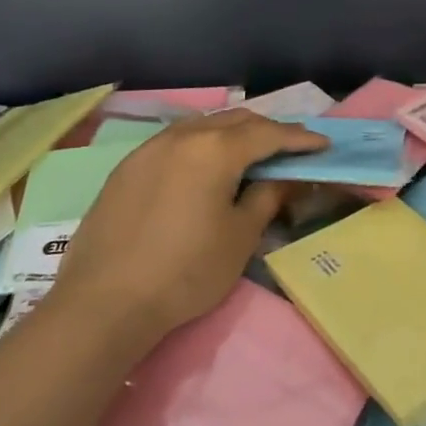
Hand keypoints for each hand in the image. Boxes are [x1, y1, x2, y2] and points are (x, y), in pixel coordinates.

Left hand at [49, 110, 327, 337]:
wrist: (103, 305)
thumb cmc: (185, 272)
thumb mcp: (240, 236)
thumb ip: (268, 196)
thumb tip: (286, 177)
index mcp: (216, 149)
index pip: (269, 134)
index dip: (300, 139)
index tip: (322, 146)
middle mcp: (183, 136)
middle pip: (236, 120)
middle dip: (268, 130)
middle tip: (290, 149)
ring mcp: (150, 148)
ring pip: (203, 126)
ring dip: (232, 134)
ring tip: (249, 154)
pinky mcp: (127, 167)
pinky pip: (175, 141)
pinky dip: (201, 145)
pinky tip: (204, 167)